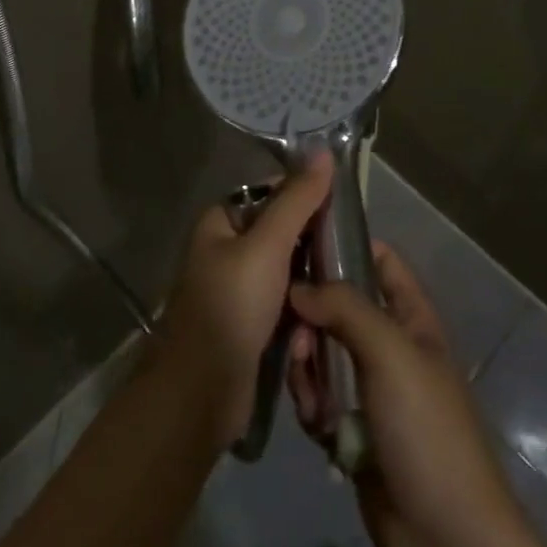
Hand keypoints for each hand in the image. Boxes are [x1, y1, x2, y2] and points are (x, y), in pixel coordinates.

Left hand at [156, 154, 331, 451]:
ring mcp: (237, 291)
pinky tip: (320, 322)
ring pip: (288, 273)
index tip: (341, 208)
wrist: (199, 395)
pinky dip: (301, 312)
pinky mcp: (249, 326)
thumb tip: (325, 151)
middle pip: (282, 233)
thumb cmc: (230, 307)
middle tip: (346, 253)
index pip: (271, 193)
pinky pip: (284, 306)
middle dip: (312, 247)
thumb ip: (297, 200)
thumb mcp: (267, 246)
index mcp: (220, 223)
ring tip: (337, 290)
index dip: (305, 196)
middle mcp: (225, 251)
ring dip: (310, 283)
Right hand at [287, 245, 524, 546]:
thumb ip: (344, 307)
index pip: (380, 261)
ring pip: (323, 355)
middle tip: (295, 333)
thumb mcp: (389, 351)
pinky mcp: (352, 431)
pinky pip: (319, 400)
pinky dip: (311, 406)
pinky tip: (314, 423)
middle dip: (313, 317)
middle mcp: (391, 346)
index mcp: (412, 318)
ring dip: (308, 366)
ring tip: (308, 389)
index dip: (346, 245)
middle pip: (340, 309)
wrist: (445, 537)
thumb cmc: (425, 427)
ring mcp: (371, 390)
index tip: (300, 241)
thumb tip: (298, 286)